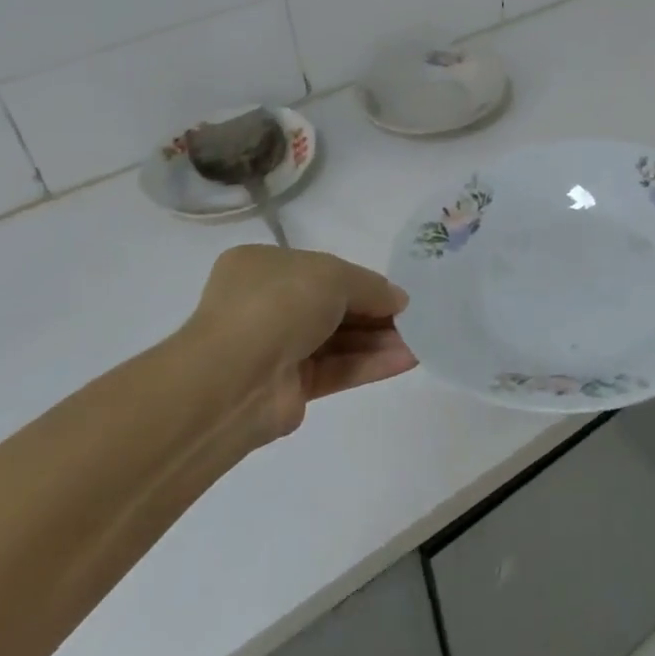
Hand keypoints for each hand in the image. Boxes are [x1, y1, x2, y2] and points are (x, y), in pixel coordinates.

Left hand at [177, 246, 415, 446]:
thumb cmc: (279, 304)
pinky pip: (336, 370)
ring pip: (337, 341)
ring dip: (378, 340)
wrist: (233, 379)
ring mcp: (276, 348)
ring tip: (421, 341)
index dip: (361, 281)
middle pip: (333, 307)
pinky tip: (406, 360)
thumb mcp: (333, 276)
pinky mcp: (289, 388)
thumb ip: (371, 287)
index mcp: (263, 267)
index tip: (396, 293)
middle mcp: (266, 305)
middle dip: (375, 313)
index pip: (321, 270)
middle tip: (415, 319)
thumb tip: (399, 300)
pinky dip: (369, 364)